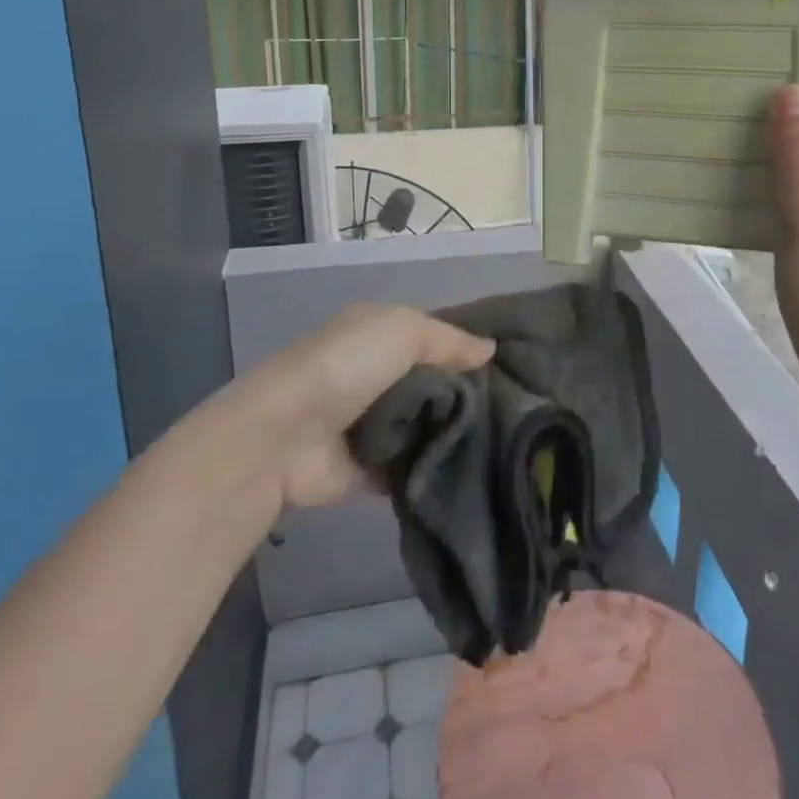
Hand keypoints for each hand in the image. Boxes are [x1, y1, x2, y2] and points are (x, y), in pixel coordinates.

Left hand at [241, 305, 494, 509]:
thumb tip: (490, 349)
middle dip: (467, 391)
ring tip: (503, 438)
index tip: (511, 360)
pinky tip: (474, 465)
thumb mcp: (403, 330)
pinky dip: (435, 464)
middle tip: (515, 404)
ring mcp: (371, 422)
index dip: (466, 345)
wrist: (283, 438)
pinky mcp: (369, 468)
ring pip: (427, 422)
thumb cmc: (346, 366)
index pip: (433, 335)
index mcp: (377, 332)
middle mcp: (374, 373)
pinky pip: (414, 463)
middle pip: (434, 381)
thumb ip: (450, 339)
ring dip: (454, 430)